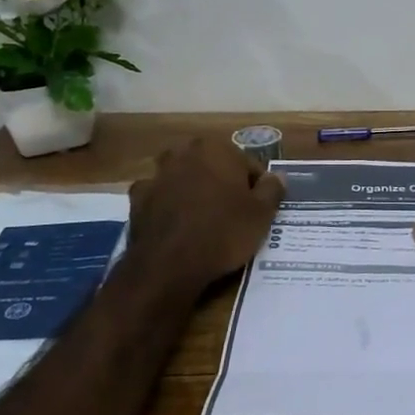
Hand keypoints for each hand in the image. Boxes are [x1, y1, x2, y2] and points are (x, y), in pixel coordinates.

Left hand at [128, 138, 284, 295]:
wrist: (169, 265)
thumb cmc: (223, 232)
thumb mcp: (262, 214)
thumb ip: (272, 189)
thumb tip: (277, 176)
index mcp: (216, 149)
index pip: (246, 164)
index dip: (255, 187)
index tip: (258, 209)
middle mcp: (184, 153)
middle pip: (212, 166)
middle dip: (221, 183)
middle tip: (232, 213)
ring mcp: (157, 175)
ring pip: (183, 178)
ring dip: (192, 190)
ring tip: (203, 219)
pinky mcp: (138, 199)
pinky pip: (160, 197)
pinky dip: (167, 205)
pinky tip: (176, 225)